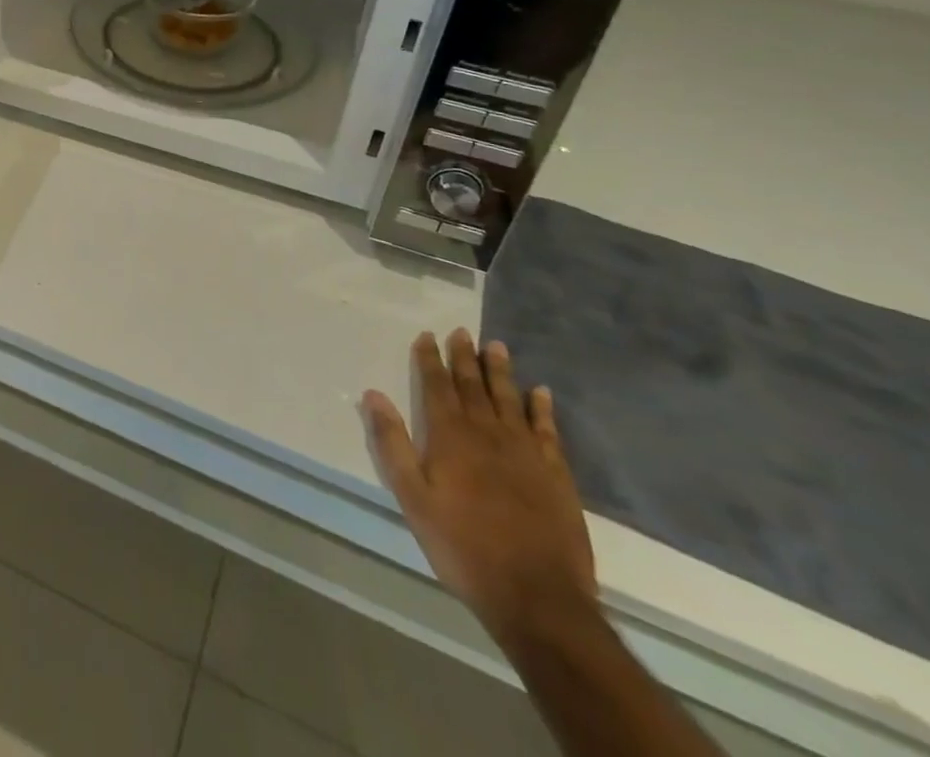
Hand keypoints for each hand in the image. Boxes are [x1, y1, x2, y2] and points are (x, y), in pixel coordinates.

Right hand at [361, 330, 597, 651]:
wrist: (537, 598)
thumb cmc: (462, 546)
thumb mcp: (412, 497)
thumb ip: (392, 443)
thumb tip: (373, 394)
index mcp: (450, 436)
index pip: (436, 385)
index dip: (430, 359)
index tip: (427, 336)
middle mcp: (488, 433)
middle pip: (474, 385)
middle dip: (465, 356)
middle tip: (462, 331)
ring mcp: (526, 452)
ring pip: (510, 399)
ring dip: (501, 372)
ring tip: (497, 346)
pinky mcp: (556, 475)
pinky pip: (547, 430)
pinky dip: (542, 408)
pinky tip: (540, 393)